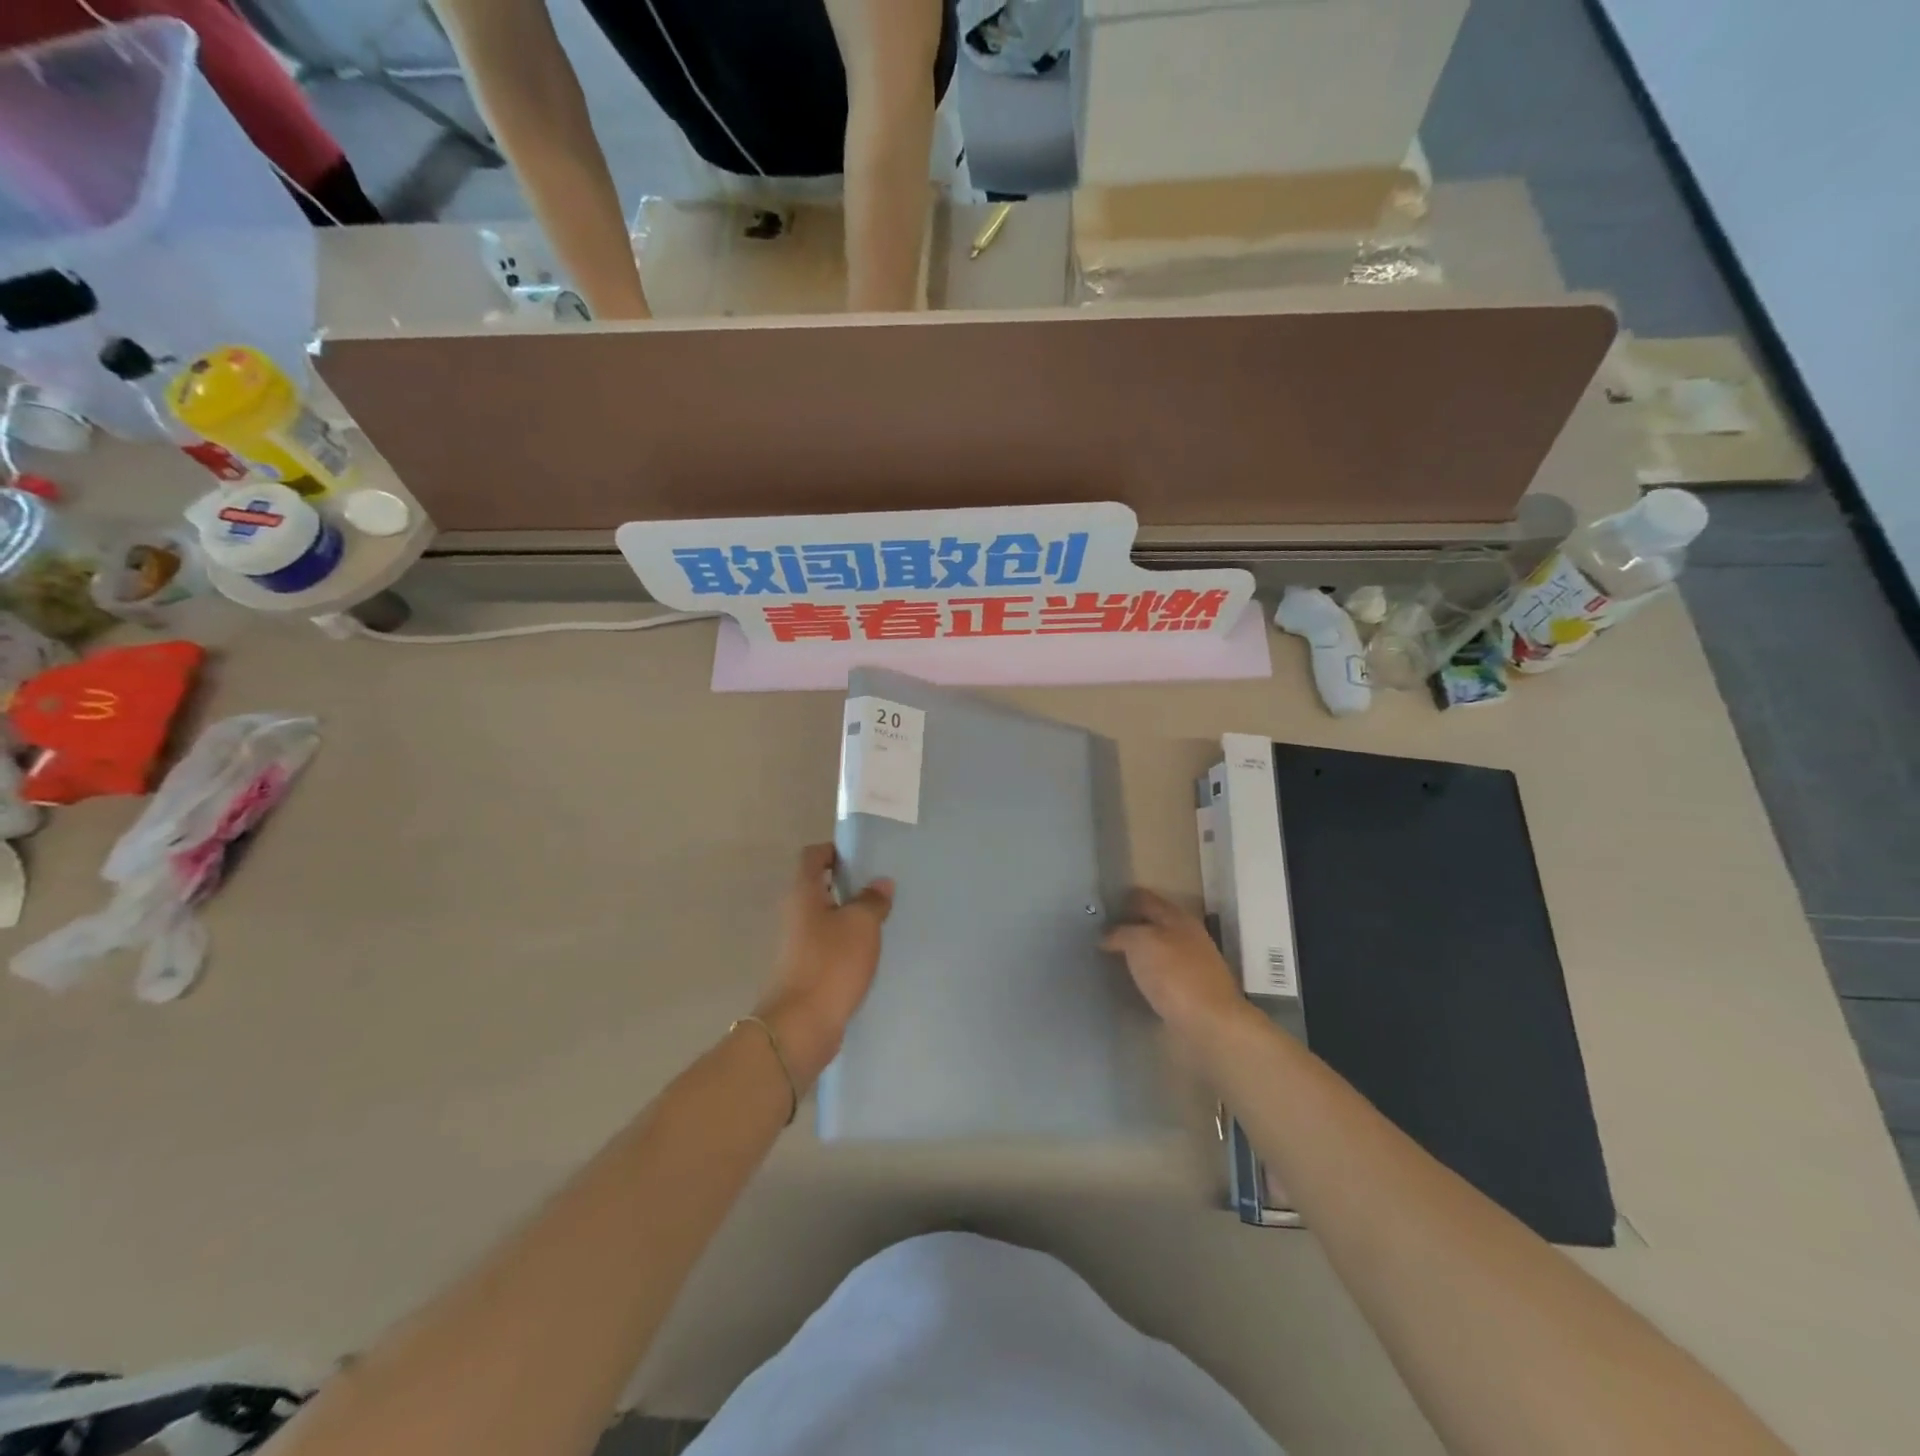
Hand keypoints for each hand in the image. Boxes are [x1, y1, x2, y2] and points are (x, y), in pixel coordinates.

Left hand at [753, 844, 893, 1087]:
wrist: (801, 1026)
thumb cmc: (830, 964)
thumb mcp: (861, 925)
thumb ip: (872, 900)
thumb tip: (881, 883)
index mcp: (803, 894)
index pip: (812, 856)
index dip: (834, 850)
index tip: (862, 855)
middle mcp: (795, 914)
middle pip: (819, 886)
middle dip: (848, 884)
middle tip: (881, 887)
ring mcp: (797, 944)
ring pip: (826, 918)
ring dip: (849, 915)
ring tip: (882, 917)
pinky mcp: (805, 970)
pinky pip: (829, 945)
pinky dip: (847, 943)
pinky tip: (871, 951)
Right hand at [1102, 889, 1254, 1045]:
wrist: (1211, 1024)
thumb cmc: (1174, 975)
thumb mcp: (1140, 943)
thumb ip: (1121, 933)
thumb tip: (1107, 936)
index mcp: (1177, 918)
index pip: (1145, 898)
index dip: (1123, 899)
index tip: (1101, 906)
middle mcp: (1188, 936)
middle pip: (1153, 923)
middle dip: (1130, 925)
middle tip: (1101, 933)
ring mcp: (1193, 964)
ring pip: (1159, 949)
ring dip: (1138, 951)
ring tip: (1112, 958)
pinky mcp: (1192, 991)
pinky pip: (1163, 973)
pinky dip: (1147, 973)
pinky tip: (1133, 981)